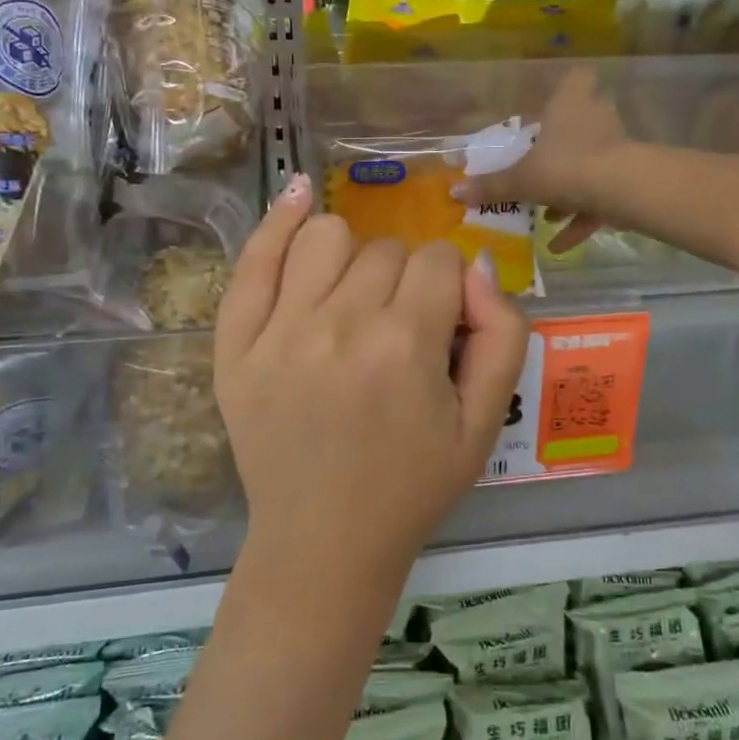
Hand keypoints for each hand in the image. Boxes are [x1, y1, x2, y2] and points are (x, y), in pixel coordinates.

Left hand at [214, 175, 529, 588]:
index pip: (439, 260)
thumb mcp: (485, 423)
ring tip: (351, 297)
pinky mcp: (236, 345)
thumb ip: (501, 335)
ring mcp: (278, 331)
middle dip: (404, 281)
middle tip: (396, 332)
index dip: (448, 288)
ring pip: (326, 236)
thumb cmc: (412, 486)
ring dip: (351, 256)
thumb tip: (477, 265)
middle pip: (387, 250)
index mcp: (405, 345)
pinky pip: (254, 260)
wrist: (324, 541)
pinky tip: (298, 198)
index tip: (438, 326)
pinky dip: (279, 222)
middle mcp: (339, 325)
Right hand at [455, 67, 630, 252]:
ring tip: (547, 214)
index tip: (556, 100)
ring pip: (591, 162)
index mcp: (570, 103)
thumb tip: (454, 191)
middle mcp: (597, 117)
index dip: (569, 86)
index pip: (577, 77)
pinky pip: (600, 197)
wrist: (622, 190)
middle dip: (567, 142)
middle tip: (545, 159)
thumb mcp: (521, 180)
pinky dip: (581, 218)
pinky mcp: (628, 177)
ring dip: (571, 187)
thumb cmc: (565, 167)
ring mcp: (617, 147)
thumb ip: (492, 186)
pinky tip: (558, 246)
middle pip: (586, 119)